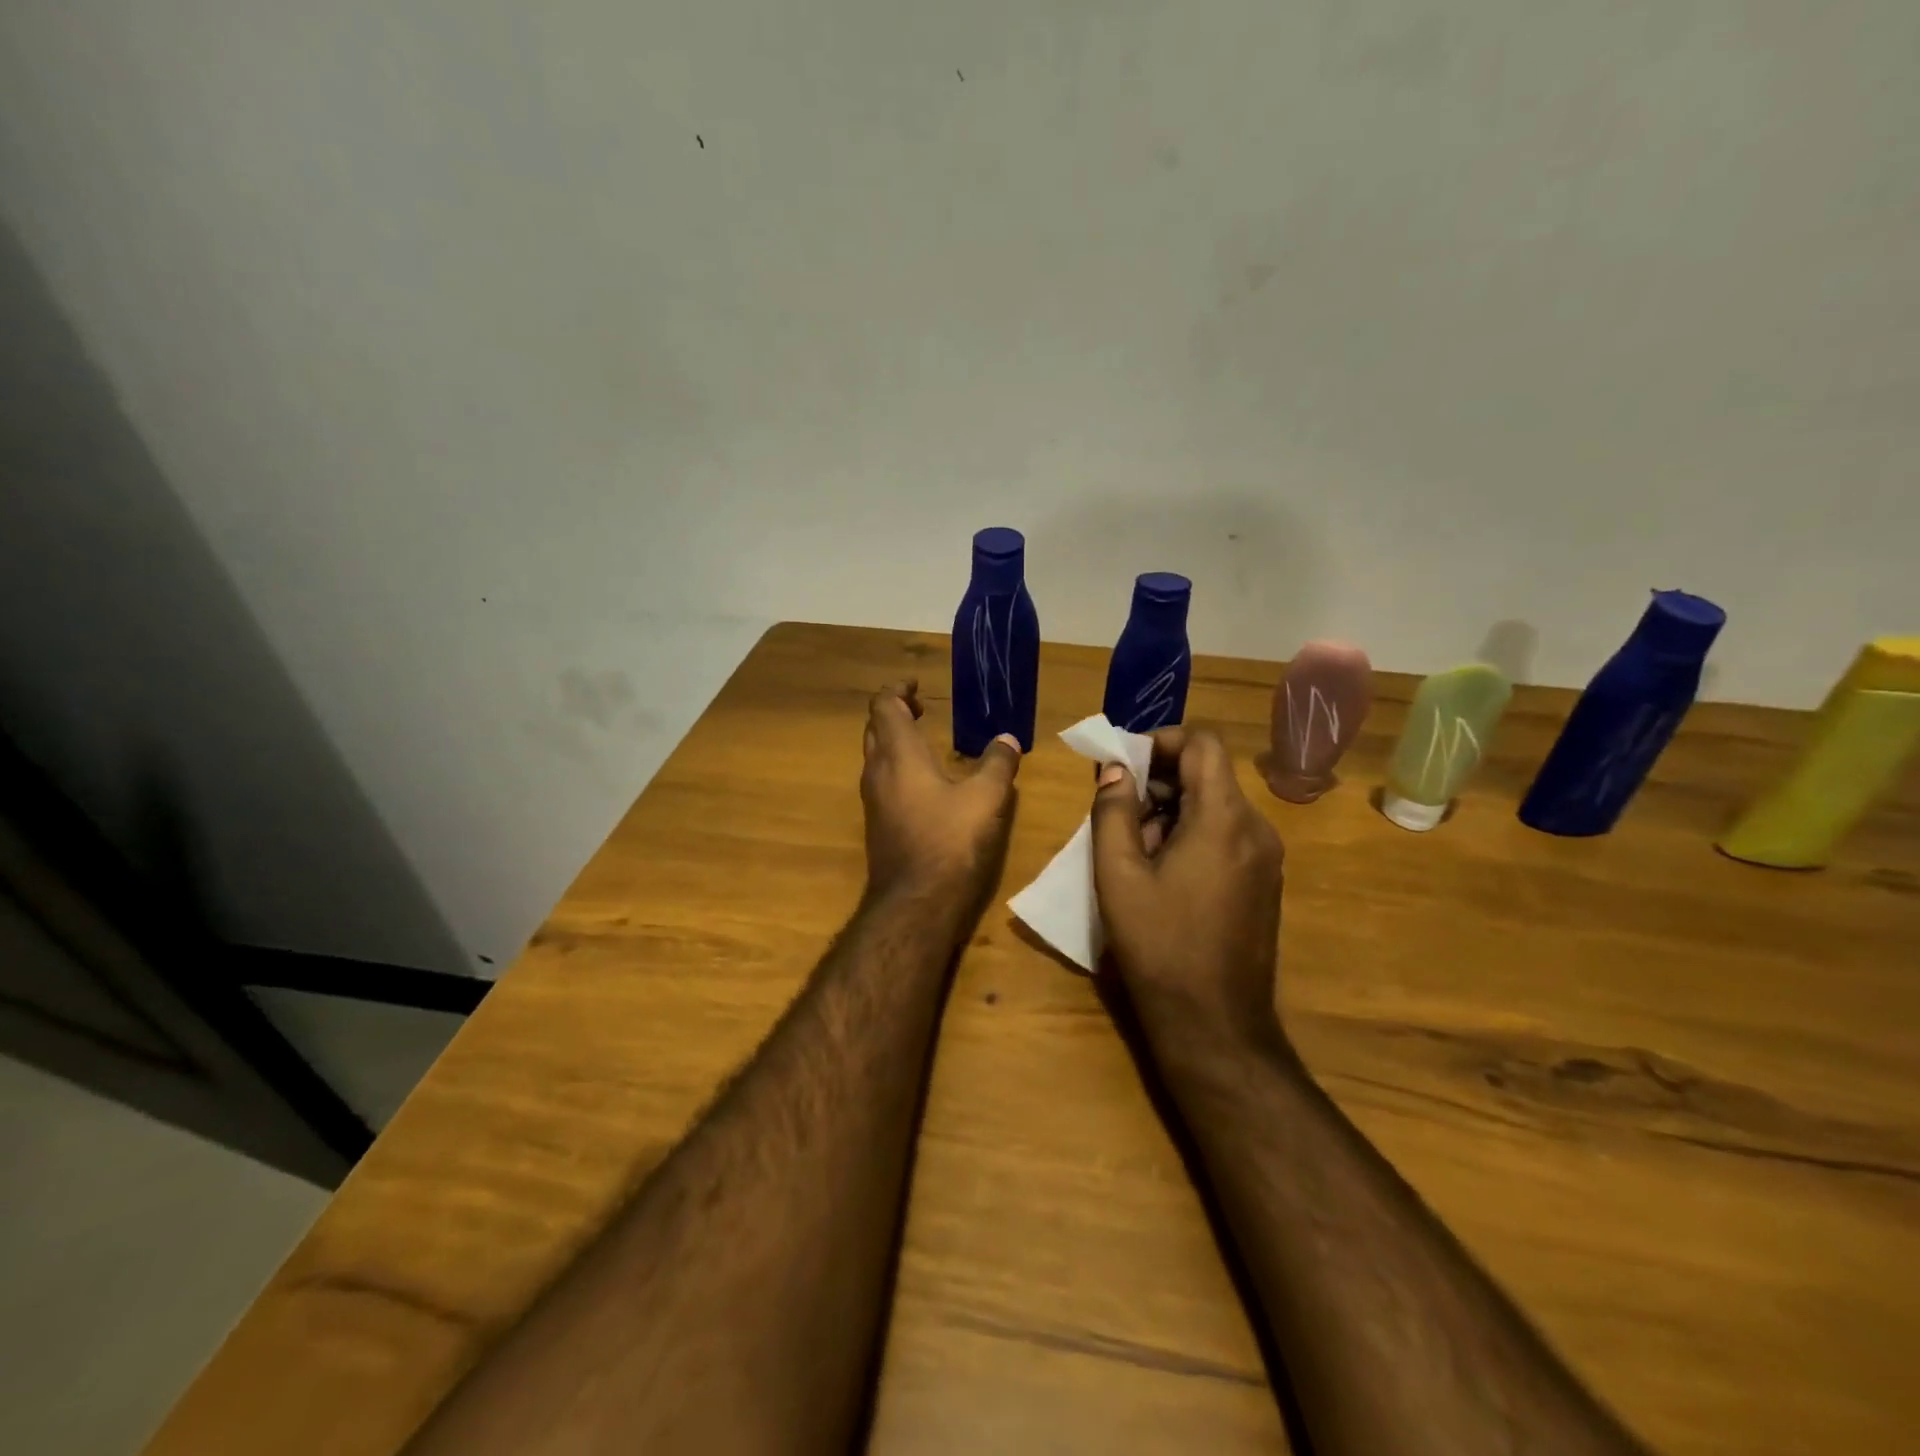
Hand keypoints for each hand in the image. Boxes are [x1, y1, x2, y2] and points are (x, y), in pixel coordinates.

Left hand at [861, 681, 1021, 910]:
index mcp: (898, 755)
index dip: (896, 690)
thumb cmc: (950, 840)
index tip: (915, 685)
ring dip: (893, 742)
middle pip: (874, 729)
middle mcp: (877, 772)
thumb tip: (1007, 739)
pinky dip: (897, 768)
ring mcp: (873, 801)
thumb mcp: (986, 798)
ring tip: (923, 741)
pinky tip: (923, 783)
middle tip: (921, 709)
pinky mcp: (877, 825)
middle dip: (894, 713)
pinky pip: (881, 782)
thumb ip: (997, 764)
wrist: (915, 902)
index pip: (884, 707)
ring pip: (875, 757)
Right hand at [1090, 729, 1285, 1052]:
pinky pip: (1226, 834)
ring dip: (1172, 809)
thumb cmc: (1160, 946)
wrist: (1215, 1024)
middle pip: (1209, 773)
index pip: (1202, 742)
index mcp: (1224, 818)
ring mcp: (1266, 857)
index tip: (1122, 764)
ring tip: (1132, 846)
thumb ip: (1113, 812)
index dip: (1159, 740)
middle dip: (1159, 779)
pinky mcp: (1264, 881)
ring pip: (1216, 804)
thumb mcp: (1119, 876)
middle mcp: (1256, 828)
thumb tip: (1116, 770)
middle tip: (1116, 808)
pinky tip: (1161, 871)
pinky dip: (1191, 833)